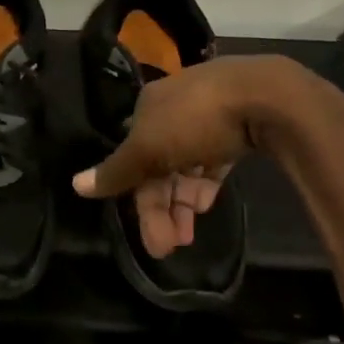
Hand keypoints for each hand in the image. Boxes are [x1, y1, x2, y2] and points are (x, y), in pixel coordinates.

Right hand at [71, 56, 333, 257]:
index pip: (133, 158)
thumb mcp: (148, 148)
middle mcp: (175, 109)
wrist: (268, 96)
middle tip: (168, 247)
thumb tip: (75, 185)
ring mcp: (209, 117)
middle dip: (161, 208)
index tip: (148, 235)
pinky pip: (213, 160)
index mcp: (149, 107)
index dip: (136, 196)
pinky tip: (206, 207)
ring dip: (183, 204)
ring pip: (186, 166)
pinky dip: (205, 185)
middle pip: (159, 166)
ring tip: (188, 237)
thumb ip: (116, 170)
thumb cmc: (197, 119)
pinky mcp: (239, 127)